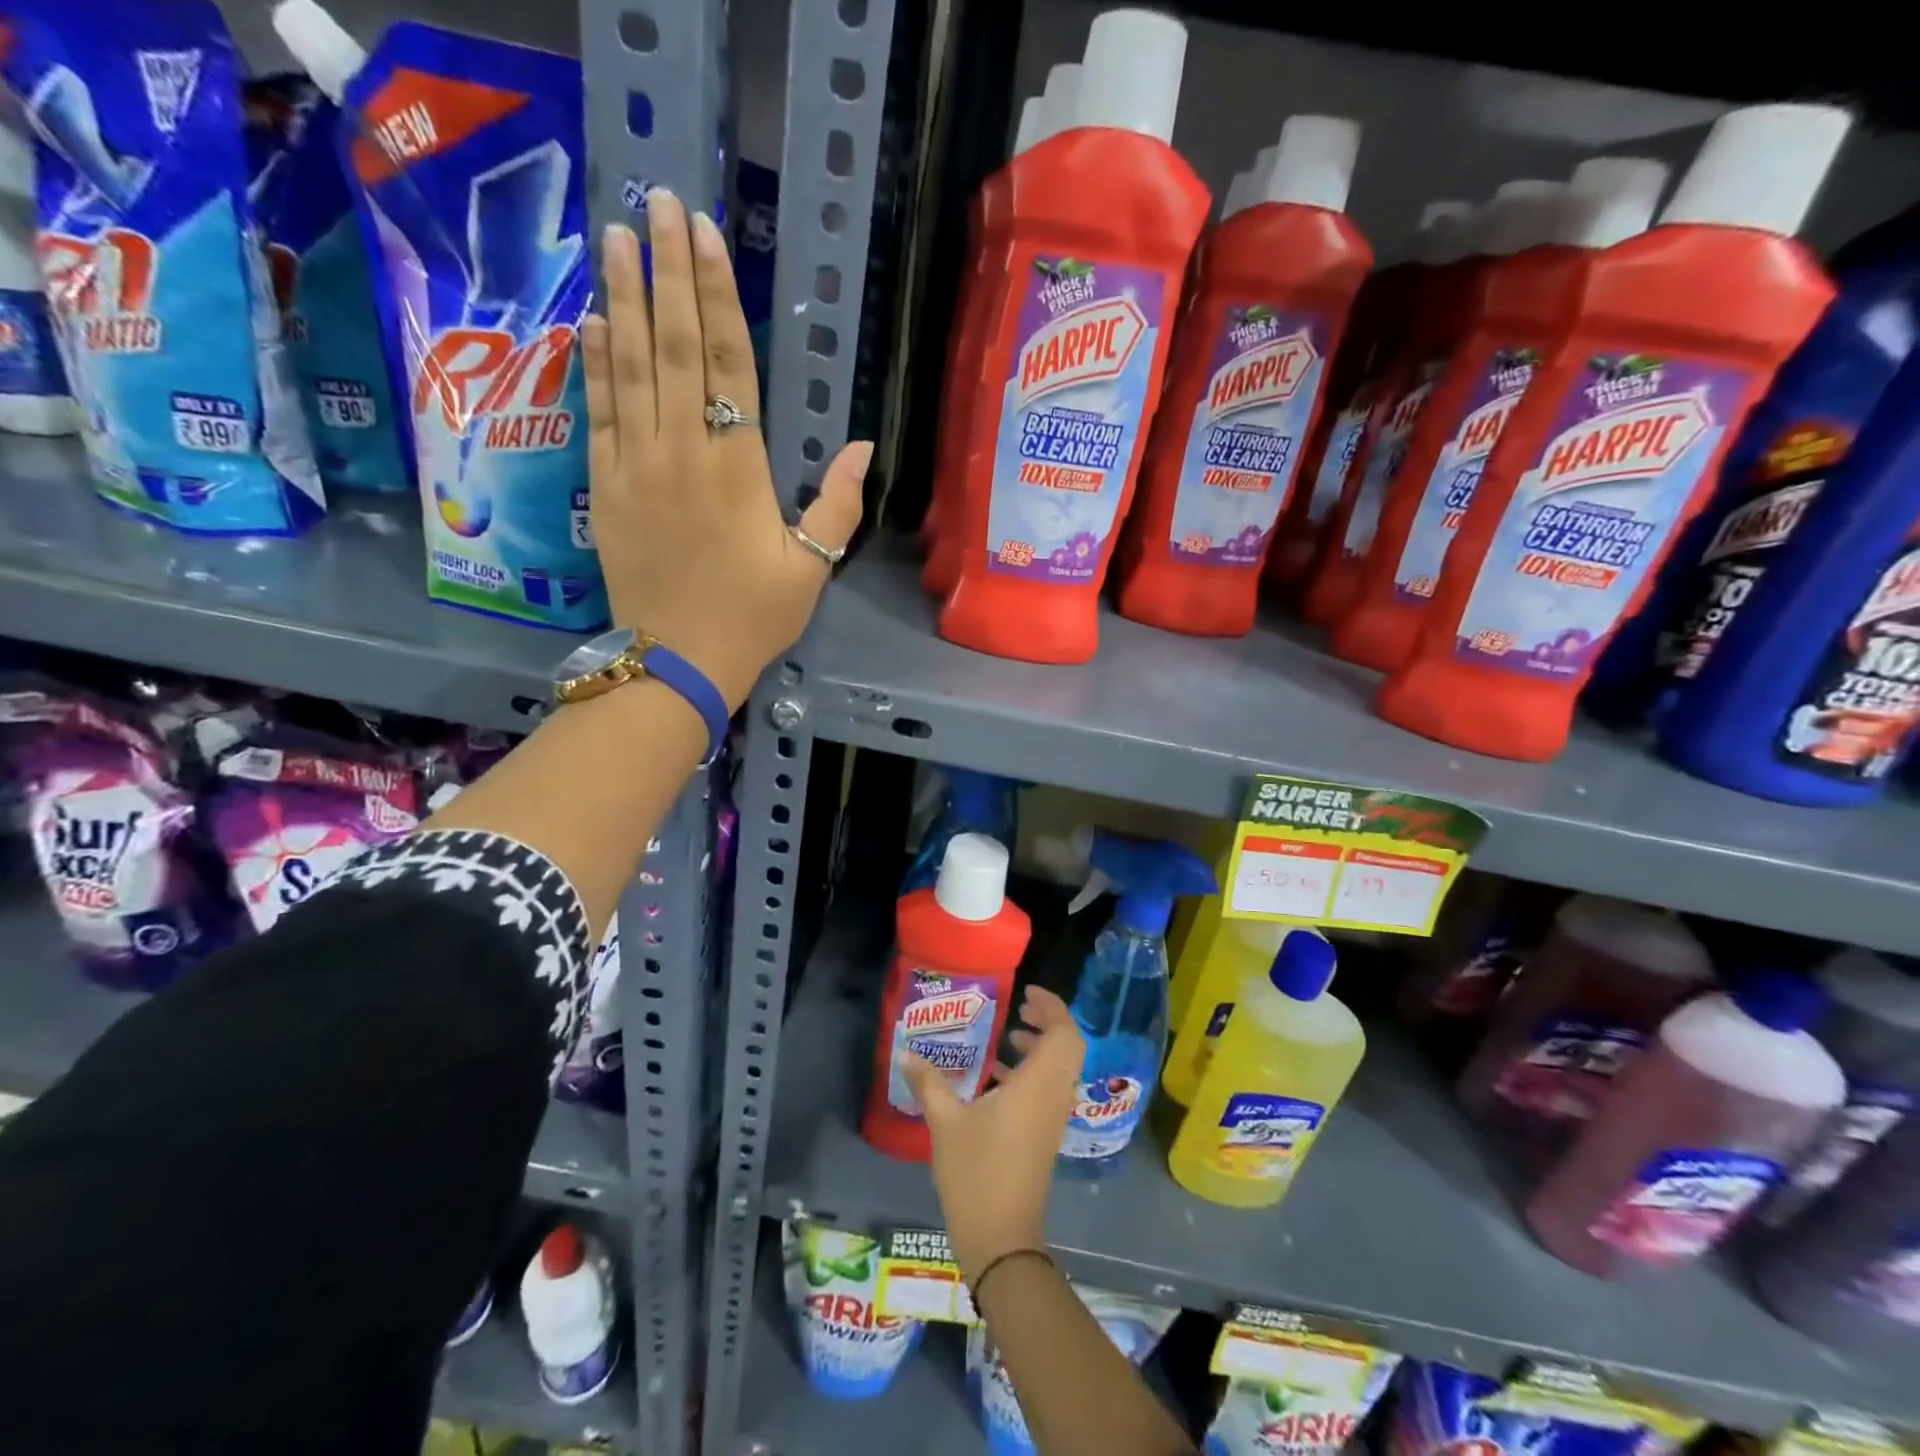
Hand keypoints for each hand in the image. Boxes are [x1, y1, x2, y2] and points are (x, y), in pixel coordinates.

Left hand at [582, 189, 869, 710]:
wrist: (678, 660)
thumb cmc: (753, 616)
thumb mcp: (812, 568)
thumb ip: (837, 506)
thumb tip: (865, 447)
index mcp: (737, 467)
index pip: (726, 364)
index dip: (716, 297)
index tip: (706, 236)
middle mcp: (682, 450)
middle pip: (671, 346)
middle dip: (666, 272)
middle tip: (658, 204)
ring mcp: (636, 465)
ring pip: (628, 367)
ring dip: (622, 298)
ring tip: (616, 237)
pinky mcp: (606, 486)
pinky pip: (599, 411)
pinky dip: (595, 363)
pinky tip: (592, 321)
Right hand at [901, 985, 1084, 1284]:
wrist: (1002, 1240)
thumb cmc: (976, 1173)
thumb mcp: (946, 1123)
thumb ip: (928, 1083)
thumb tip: (906, 1051)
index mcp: (1037, 1085)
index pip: (1064, 1033)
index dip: (1052, 1007)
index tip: (1027, 993)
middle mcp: (1053, 1096)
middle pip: (1068, 1047)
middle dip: (1049, 1022)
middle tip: (1020, 1010)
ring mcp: (1052, 1119)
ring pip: (1061, 1069)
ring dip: (1041, 1048)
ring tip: (1008, 1038)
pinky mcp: (1045, 1137)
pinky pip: (1050, 1090)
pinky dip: (1034, 1073)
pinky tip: (997, 1080)